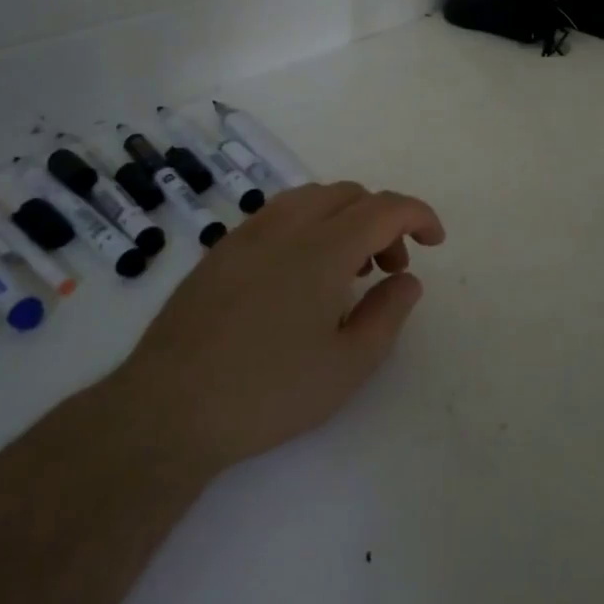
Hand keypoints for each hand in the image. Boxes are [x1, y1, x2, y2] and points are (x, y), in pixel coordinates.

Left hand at [123, 182, 445, 474]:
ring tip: (348, 268)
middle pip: (351, 194)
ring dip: (345, 218)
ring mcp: (248, 233)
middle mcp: (288, 226)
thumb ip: (388, 314)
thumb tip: (407, 279)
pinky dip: (309, 225)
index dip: (419, 216)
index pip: (386, 208)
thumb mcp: (348, 366)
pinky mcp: (221, 250)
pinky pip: (279, 214)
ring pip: (312, 197)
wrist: (168, 409)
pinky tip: (300, 273)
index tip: (435, 241)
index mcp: (324, 248)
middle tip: (389, 269)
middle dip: (383, 221)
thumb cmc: (268, 392)